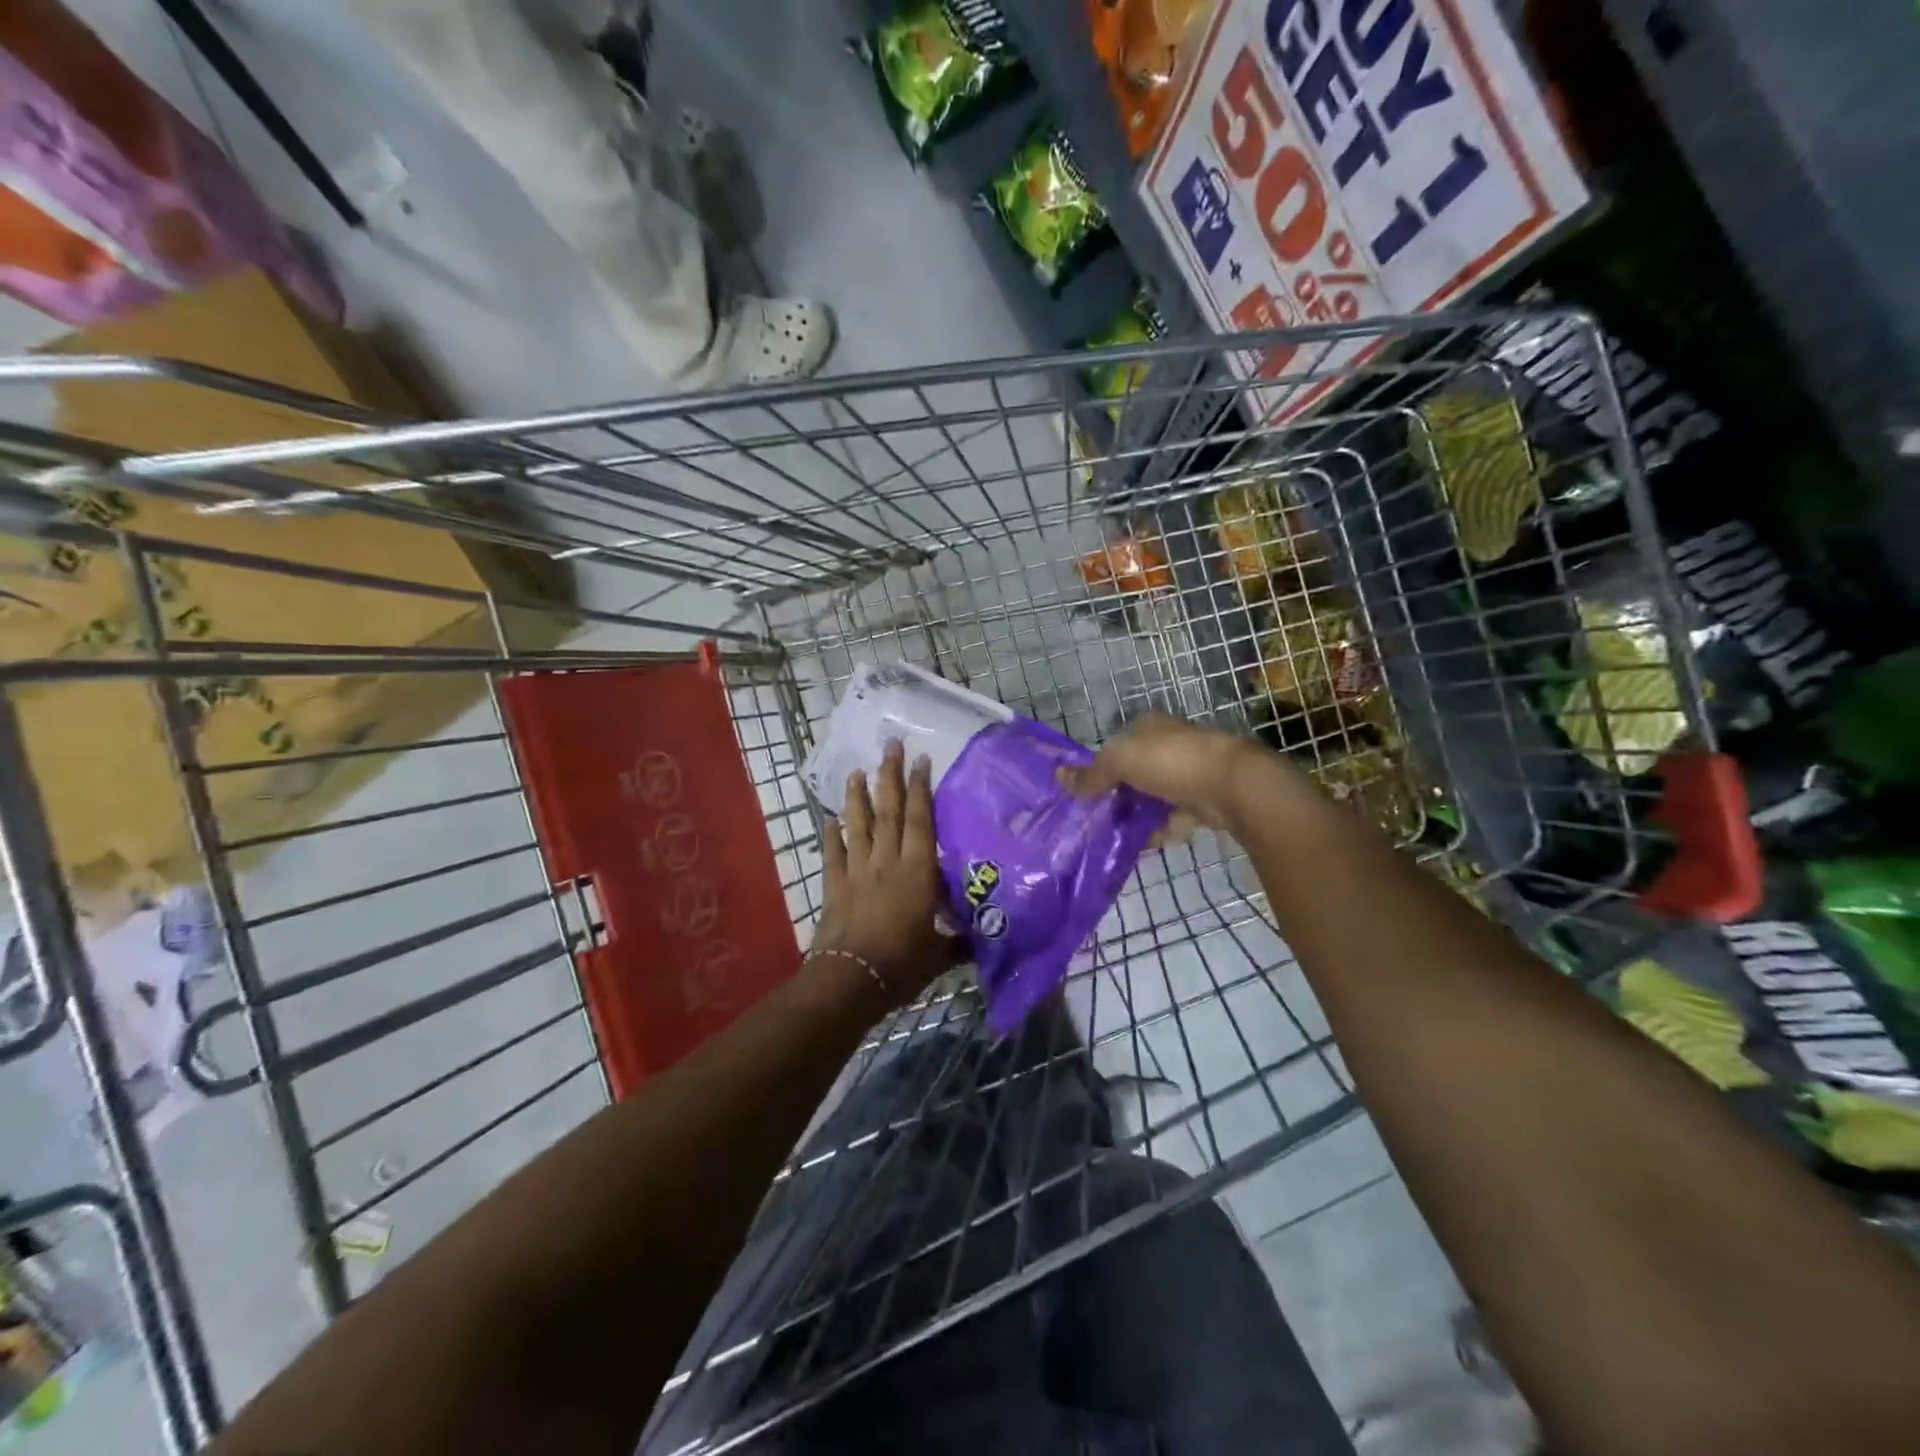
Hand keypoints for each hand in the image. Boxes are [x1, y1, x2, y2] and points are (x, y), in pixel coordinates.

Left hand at [812, 741, 954, 1008]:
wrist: (851, 981)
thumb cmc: (902, 965)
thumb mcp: (940, 955)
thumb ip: (959, 943)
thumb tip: (981, 941)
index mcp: (918, 872)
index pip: (920, 821)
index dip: (921, 789)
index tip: (921, 760)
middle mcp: (887, 862)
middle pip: (888, 811)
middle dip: (890, 776)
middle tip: (891, 746)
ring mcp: (857, 871)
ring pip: (858, 825)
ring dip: (857, 796)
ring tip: (856, 772)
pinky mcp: (835, 886)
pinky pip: (833, 854)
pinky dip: (831, 835)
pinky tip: (828, 819)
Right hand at [1057, 712, 1277, 834]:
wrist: (1233, 786)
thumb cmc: (1172, 762)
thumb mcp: (1120, 762)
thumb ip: (1091, 773)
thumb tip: (1059, 777)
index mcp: (1151, 727)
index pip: (1120, 744)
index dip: (1104, 765)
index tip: (1089, 791)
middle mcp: (1173, 744)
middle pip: (1137, 772)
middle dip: (1121, 795)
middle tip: (1102, 818)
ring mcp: (1193, 772)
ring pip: (1157, 796)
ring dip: (1142, 816)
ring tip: (1122, 836)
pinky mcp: (1208, 799)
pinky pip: (1178, 816)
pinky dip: (1165, 829)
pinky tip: (1152, 842)